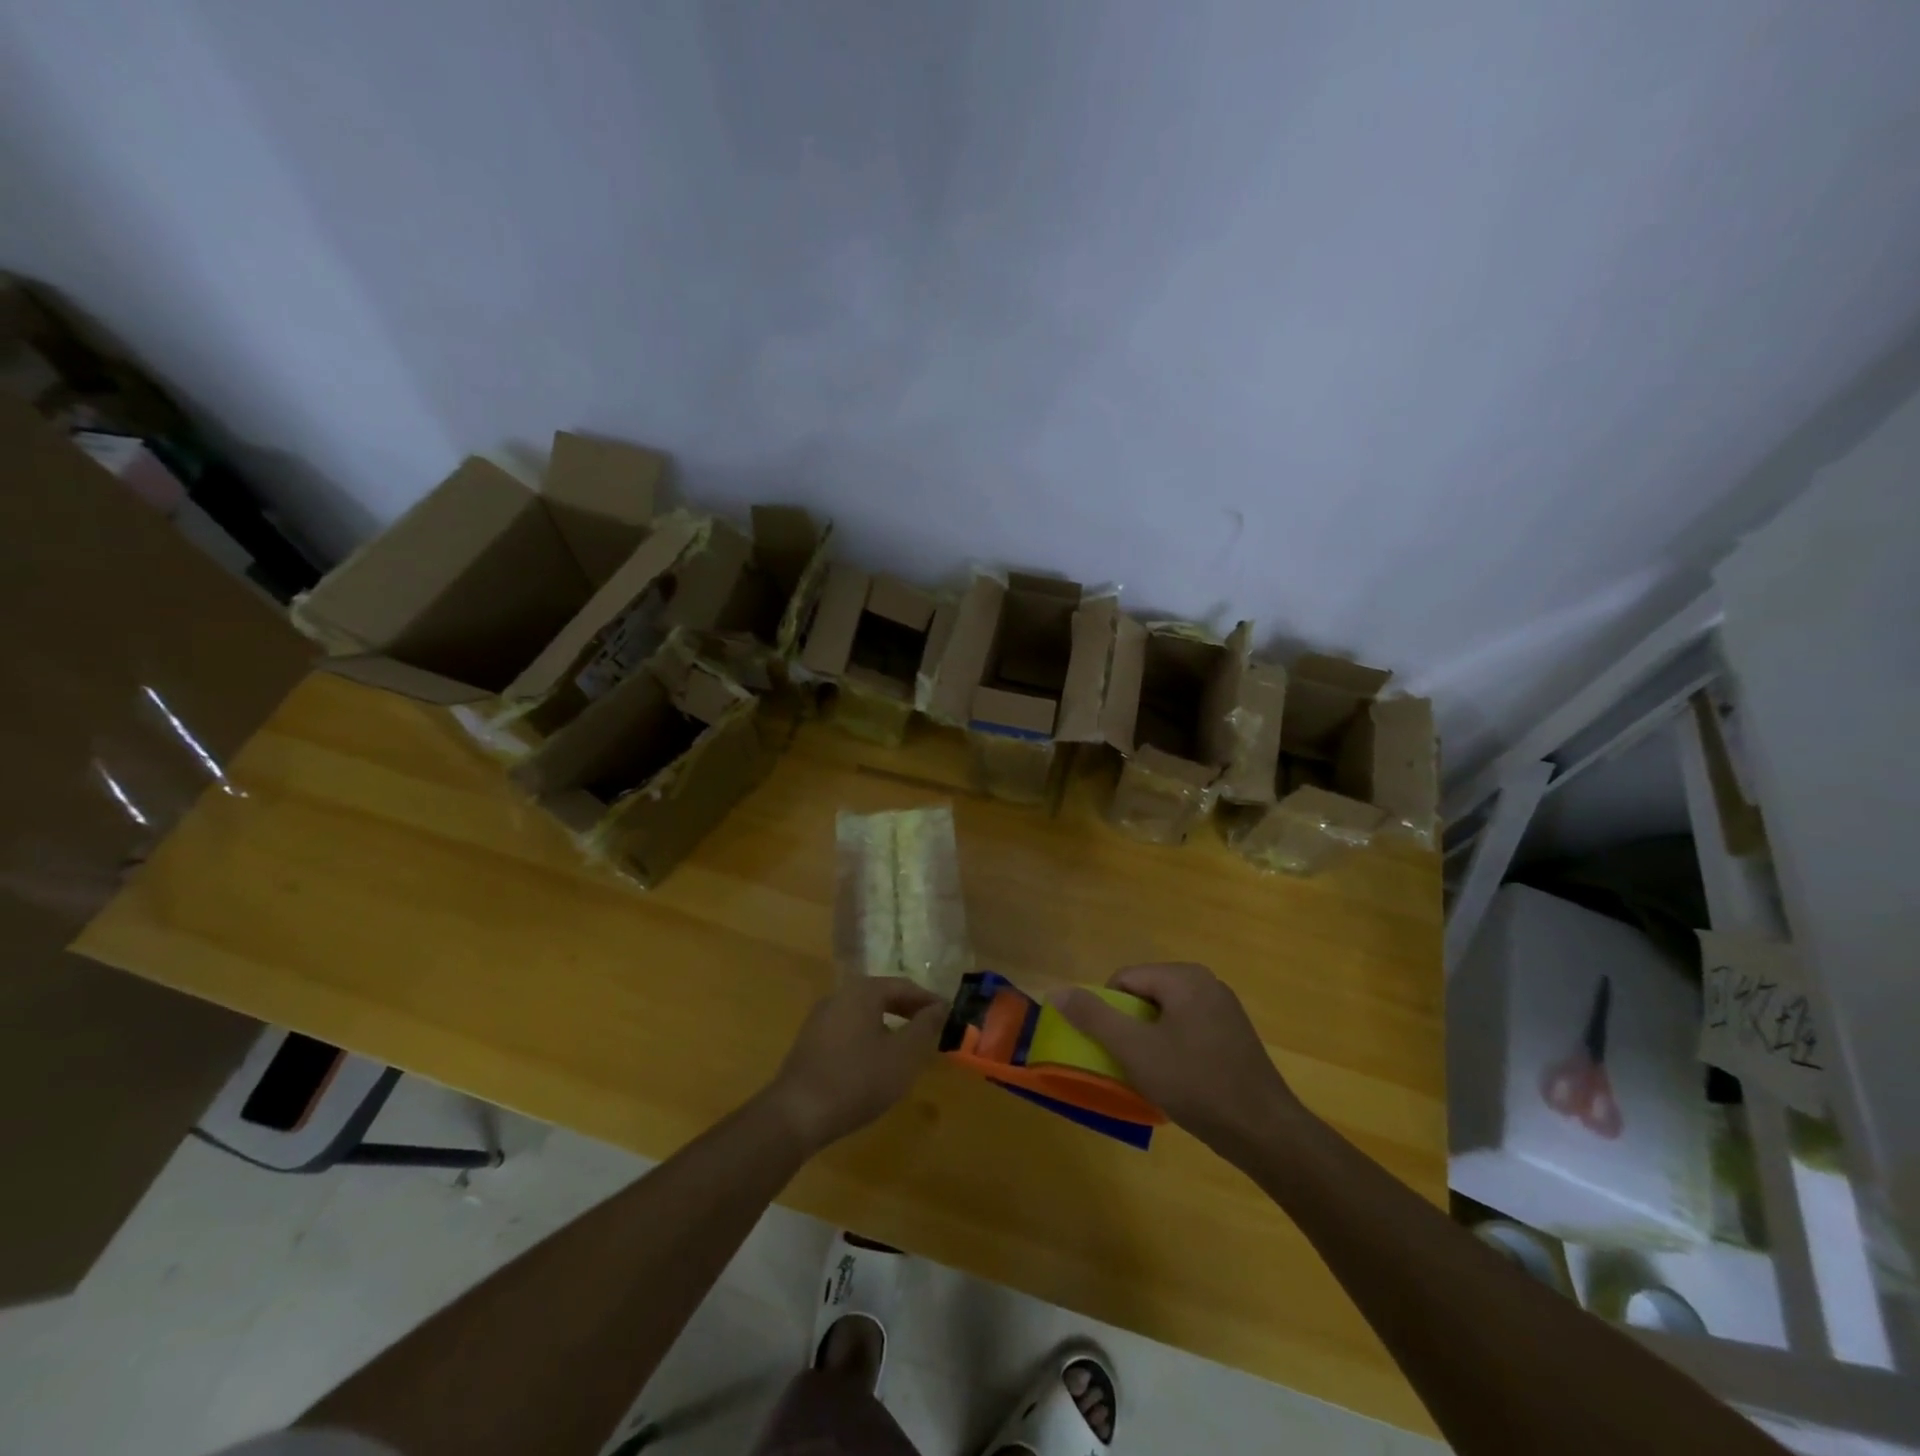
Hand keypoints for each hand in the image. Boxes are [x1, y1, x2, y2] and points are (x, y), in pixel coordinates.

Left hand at [763, 977, 946, 1152]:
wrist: (797, 1113)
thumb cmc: (857, 1079)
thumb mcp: (902, 1056)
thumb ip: (924, 1028)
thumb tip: (940, 1007)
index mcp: (862, 991)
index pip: (904, 986)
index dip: (928, 1000)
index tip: (948, 1015)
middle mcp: (839, 995)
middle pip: (882, 996)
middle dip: (909, 1011)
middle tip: (931, 1029)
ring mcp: (820, 1018)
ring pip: (864, 1013)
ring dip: (889, 1025)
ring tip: (907, 1047)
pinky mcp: (810, 1041)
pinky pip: (848, 1029)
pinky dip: (869, 1037)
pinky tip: (876, 1062)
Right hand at [1054, 963, 1307, 1156]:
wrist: (1264, 1132)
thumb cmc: (1195, 1083)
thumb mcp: (1135, 1050)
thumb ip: (1094, 1017)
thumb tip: (1057, 991)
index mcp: (1183, 977)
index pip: (1125, 979)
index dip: (1109, 1012)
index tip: (1114, 1048)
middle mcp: (1206, 982)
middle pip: (1146, 995)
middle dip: (1132, 1027)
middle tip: (1132, 1064)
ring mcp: (1225, 1009)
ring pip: (1167, 1015)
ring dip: (1152, 1041)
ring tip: (1155, 1076)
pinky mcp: (1235, 1036)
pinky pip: (1189, 1030)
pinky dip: (1176, 1050)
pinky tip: (1181, 1081)